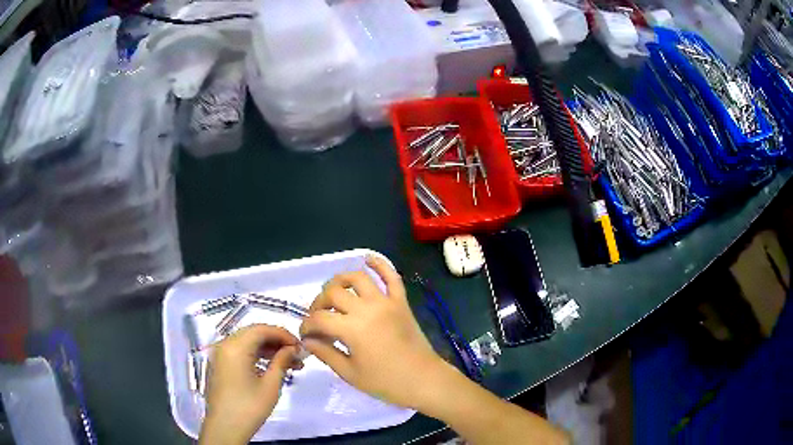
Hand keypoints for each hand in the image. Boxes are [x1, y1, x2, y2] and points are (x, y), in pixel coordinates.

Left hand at [199, 324, 302, 444]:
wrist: (225, 427)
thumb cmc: (249, 407)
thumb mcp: (270, 386)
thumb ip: (281, 362)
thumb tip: (293, 349)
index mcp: (235, 347)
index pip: (262, 329)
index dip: (283, 334)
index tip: (301, 346)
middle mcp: (224, 344)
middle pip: (253, 333)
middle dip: (277, 342)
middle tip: (297, 355)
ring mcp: (220, 354)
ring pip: (247, 343)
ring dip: (268, 349)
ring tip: (290, 363)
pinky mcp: (219, 365)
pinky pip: (239, 352)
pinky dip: (256, 356)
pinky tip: (271, 367)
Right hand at [299, 256, 449, 410]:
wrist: (424, 380)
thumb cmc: (386, 382)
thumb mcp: (350, 373)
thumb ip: (326, 353)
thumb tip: (307, 341)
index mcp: (352, 329)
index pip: (319, 319)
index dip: (307, 326)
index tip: (306, 335)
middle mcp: (367, 309)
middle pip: (333, 293)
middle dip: (318, 304)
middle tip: (318, 318)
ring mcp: (386, 302)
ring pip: (358, 278)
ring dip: (340, 281)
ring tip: (334, 292)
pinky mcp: (401, 302)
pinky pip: (392, 276)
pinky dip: (380, 264)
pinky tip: (368, 258)